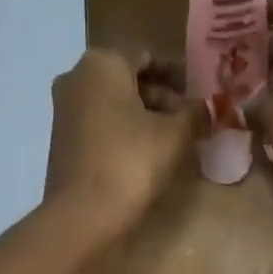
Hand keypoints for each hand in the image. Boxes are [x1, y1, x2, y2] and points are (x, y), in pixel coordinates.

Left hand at [43, 49, 200, 243]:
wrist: (82, 216)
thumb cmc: (130, 164)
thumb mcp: (174, 136)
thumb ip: (195, 114)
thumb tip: (210, 107)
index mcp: (102, 62)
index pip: (148, 56)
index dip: (178, 76)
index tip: (200, 95)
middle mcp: (76, 77)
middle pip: (128, 80)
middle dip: (161, 98)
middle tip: (190, 121)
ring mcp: (64, 111)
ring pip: (114, 105)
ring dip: (144, 118)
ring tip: (173, 142)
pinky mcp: (62, 142)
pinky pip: (100, 128)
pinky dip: (123, 135)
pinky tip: (145, 157)